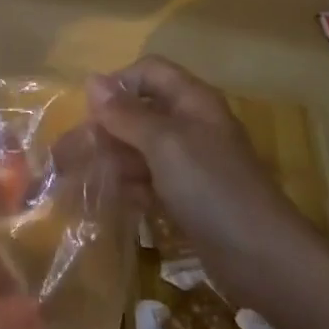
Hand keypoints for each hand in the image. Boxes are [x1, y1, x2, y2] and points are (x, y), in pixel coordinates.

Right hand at [86, 55, 306, 272]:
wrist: (262, 257)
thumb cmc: (211, 187)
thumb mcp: (165, 143)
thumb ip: (127, 113)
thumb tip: (91, 80)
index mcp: (192, 101)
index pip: (148, 72)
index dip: (117, 84)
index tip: (89, 112)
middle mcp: (190, 125)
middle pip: (139, 112)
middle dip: (104, 129)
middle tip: (67, 153)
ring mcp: (189, 163)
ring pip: (139, 149)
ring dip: (110, 160)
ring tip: (76, 180)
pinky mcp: (186, 196)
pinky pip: (148, 180)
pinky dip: (127, 186)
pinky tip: (108, 200)